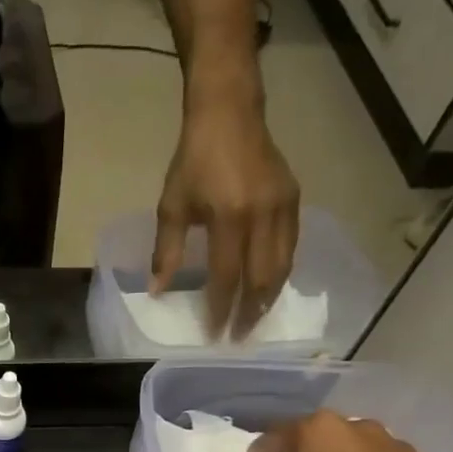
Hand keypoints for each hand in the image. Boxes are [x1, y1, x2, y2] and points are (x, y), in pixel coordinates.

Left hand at [151, 76, 299, 339]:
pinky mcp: (294, 199)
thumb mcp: (172, 206)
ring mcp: (283, 206)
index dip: (221, 308)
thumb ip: (166, 252)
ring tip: (254, 320)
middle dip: (250, 312)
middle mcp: (263, 215)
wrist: (229, 113)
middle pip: (261, 277)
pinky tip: (269, 288)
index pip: (227, 276)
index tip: (214, 334)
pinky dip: (280, 272)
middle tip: (239, 338)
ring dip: (268, 297)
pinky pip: (291, 246)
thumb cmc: (194, 161)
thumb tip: (158, 291)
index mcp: (230, 217)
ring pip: (282, 265)